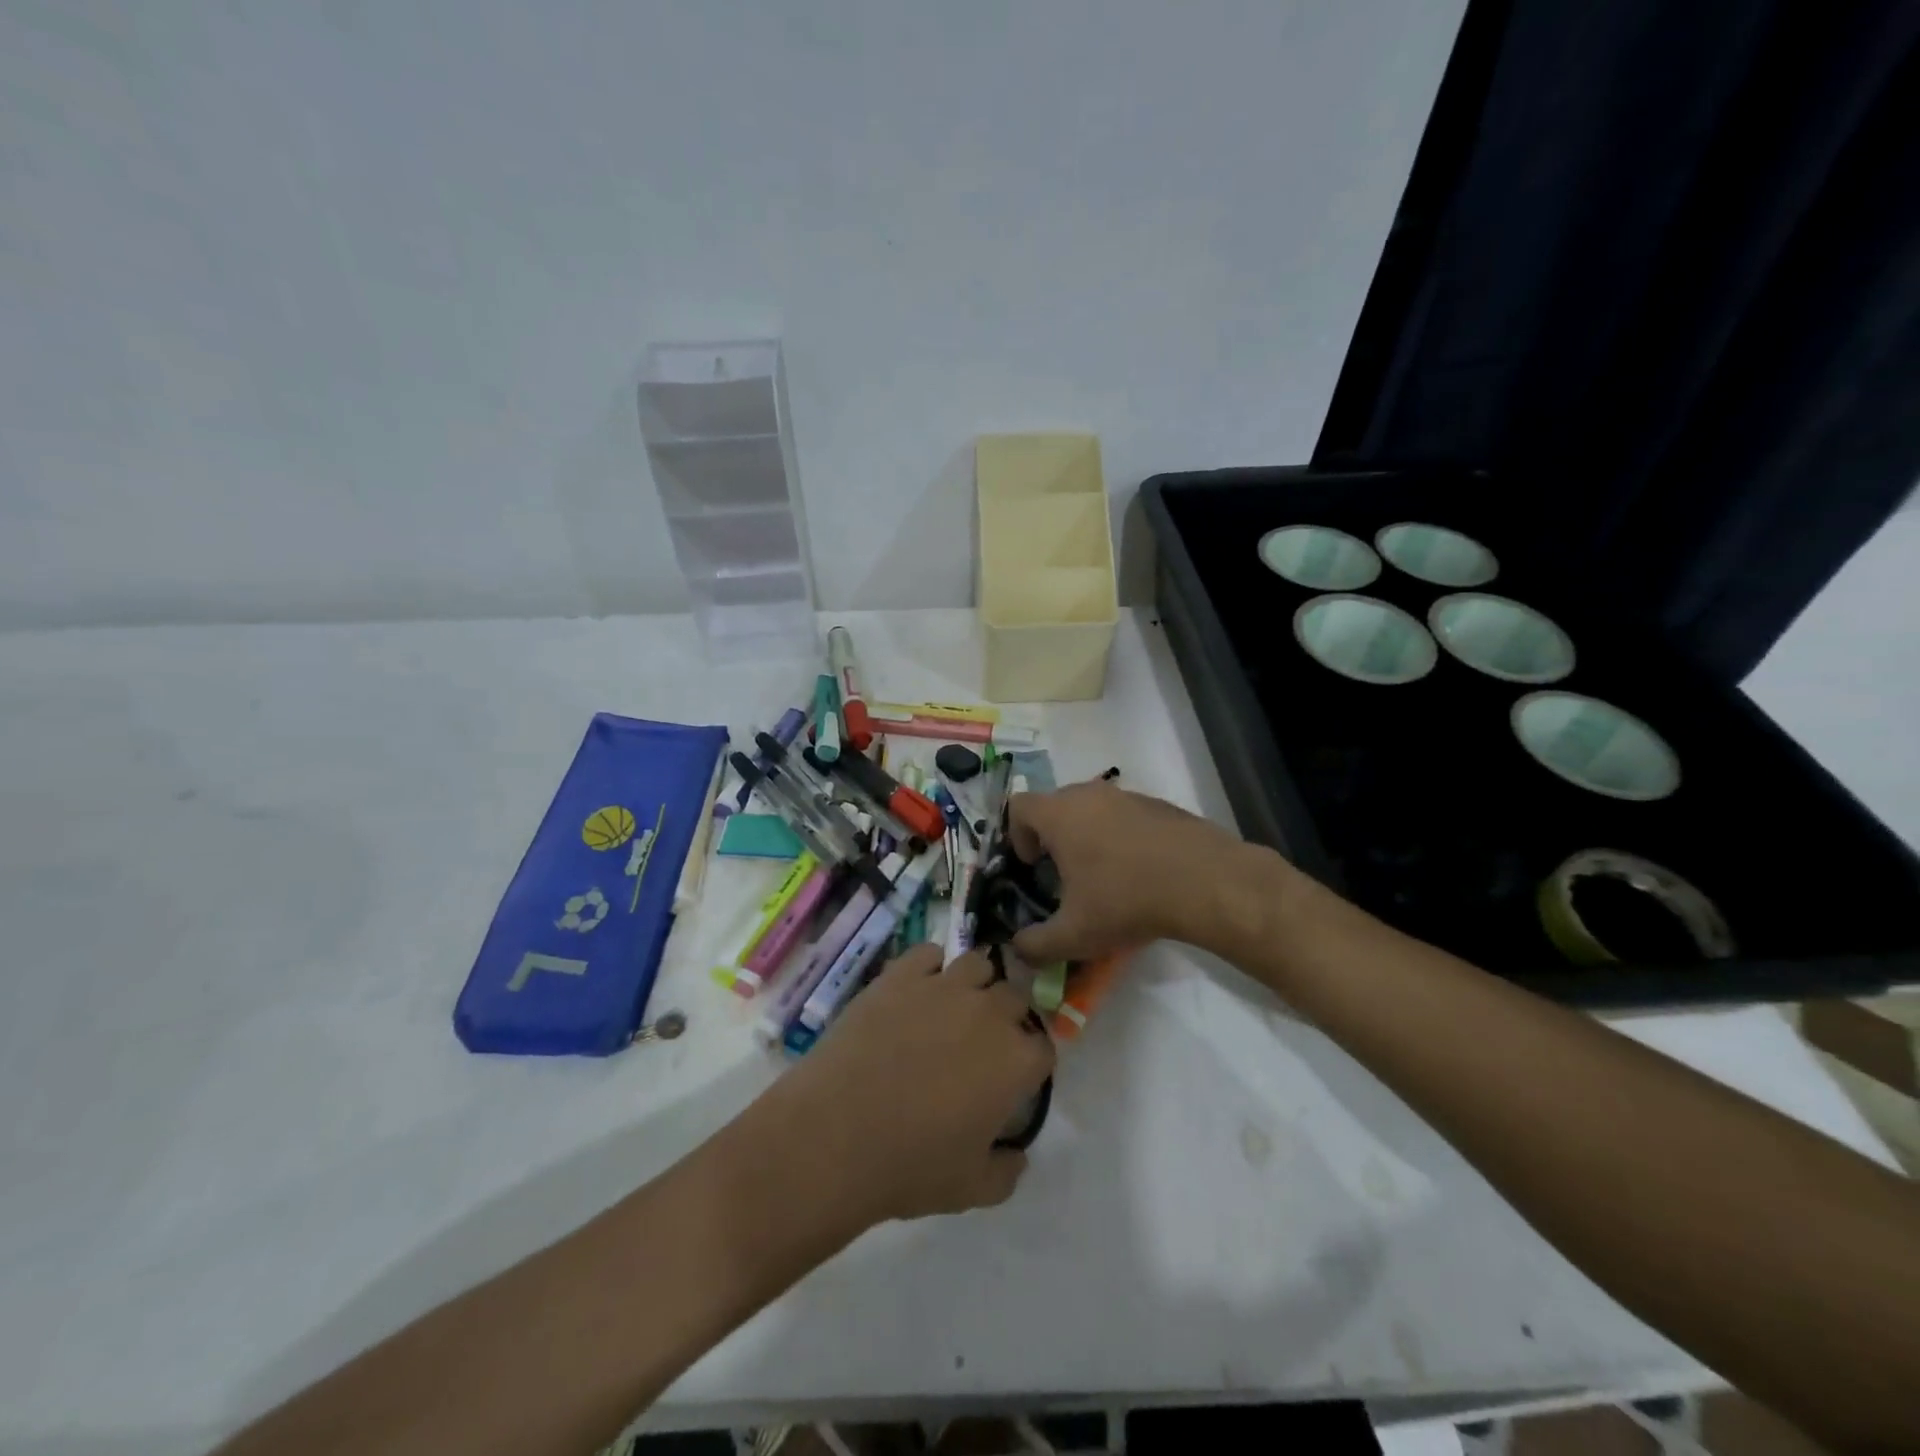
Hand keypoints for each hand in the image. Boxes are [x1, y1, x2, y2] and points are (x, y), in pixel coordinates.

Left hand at [772, 946, 1054, 1226]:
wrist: (835, 1134)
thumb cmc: (910, 1167)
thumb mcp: (973, 1189)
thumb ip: (1008, 1170)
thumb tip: (1017, 1154)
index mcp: (1016, 1061)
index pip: (1043, 1048)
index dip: (1030, 1063)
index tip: (1012, 1079)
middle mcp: (989, 1012)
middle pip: (1014, 999)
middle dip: (1006, 1019)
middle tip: (979, 1046)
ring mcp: (943, 986)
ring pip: (977, 965)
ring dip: (974, 985)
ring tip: (952, 1009)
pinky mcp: (901, 974)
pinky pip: (929, 953)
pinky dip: (930, 967)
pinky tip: (916, 991)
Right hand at [1007, 779, 1276, 963]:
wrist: (1206, 882)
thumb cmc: (1127, 901)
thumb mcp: (1074, 935)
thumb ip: (1035, 945)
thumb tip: (1018, 950)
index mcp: (1060, 815)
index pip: (1019, 807)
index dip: (1016, 836)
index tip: (1033, 867)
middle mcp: (1089, 795)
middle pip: (1055, 805)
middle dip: (1051, 838)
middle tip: (1063, 876)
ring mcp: (1127, 796)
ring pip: (1092, 808)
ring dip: (1087, 836)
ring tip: (1103, 877)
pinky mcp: (1158, 804)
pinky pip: (1124, 815)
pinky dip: (1120, 836)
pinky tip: (1139, 872)